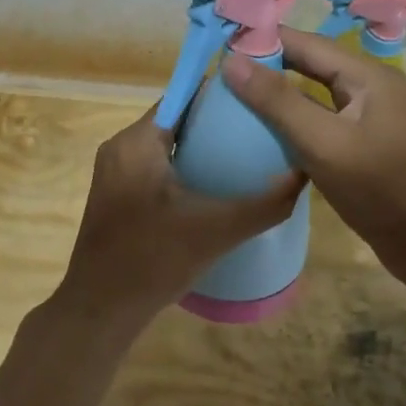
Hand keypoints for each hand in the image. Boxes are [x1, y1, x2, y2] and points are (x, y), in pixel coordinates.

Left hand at [53, 106, 304, 328]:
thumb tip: (305, 174)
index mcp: (137, 142)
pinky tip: (213, 188)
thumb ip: (265, 204)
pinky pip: (154, 166)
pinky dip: (183, 168)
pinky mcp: (115, 196)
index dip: (221, 95)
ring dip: (200, 147)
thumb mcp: (217, 230)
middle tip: (259, 132)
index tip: (257, 101)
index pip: (183, 96)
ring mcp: (113, 173)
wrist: (100, 311)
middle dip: (215, 123)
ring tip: (244, 157)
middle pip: (175, 119)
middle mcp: (120, 147)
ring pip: (165, 145)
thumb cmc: (154, 260)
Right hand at [221, 27, 405, 276]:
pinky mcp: (363, 142)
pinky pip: (321, 118)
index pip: (306, 43)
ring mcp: (369, 115)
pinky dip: (293, 119)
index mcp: (368, 75)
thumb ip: (278, 101)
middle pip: (311, 64)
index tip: (220, 46)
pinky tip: (264, 130)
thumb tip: (232, 61)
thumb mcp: (323, 143)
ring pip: (315, 92)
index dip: (264, 40)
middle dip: (268, 65)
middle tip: (221, 73)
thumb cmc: (379, 189)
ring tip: (234, 97)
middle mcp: (370, 86)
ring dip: (278, 93)